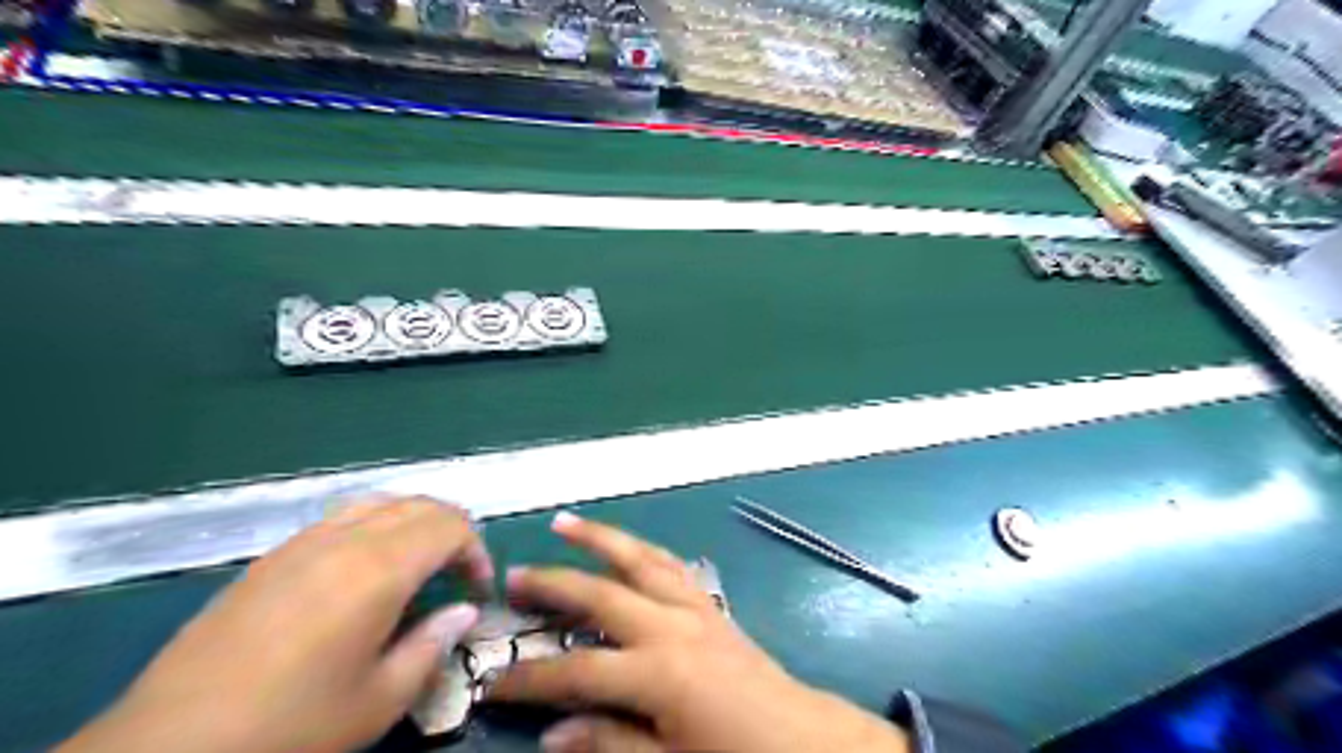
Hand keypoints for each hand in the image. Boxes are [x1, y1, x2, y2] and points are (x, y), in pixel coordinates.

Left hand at [55, 496, 495, 752]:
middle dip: (452, 531)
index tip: (478, 589)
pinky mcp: (271, 556)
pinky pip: (341, 516)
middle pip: (419, 505)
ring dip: (414, 521)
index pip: (450, 527)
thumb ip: (432, 645)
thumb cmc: (290, 727)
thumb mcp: (378, 701)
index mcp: (378, 569)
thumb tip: (463, 612)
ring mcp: (303, 542)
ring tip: (419, 560)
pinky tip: (365, 566)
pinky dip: (375, 524)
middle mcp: (345, 539)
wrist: (168, 748)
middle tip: (458, 573)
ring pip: (379, 501)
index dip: (476, 551)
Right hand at [489, 516, 906, 752]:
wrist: (807, 740)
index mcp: (659, 671)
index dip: (532, 677)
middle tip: (514, 573)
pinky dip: (645, 551)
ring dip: (601, 539)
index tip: (494, 680)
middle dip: (554, 582)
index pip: (578, 670)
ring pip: (639, 560)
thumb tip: (554, 732)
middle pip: (601, 593)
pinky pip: (673, 566)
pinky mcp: (712, 605)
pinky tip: (630, 546)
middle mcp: (672, 626)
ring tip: (566, 522)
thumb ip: (613, 744)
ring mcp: (694, 608)